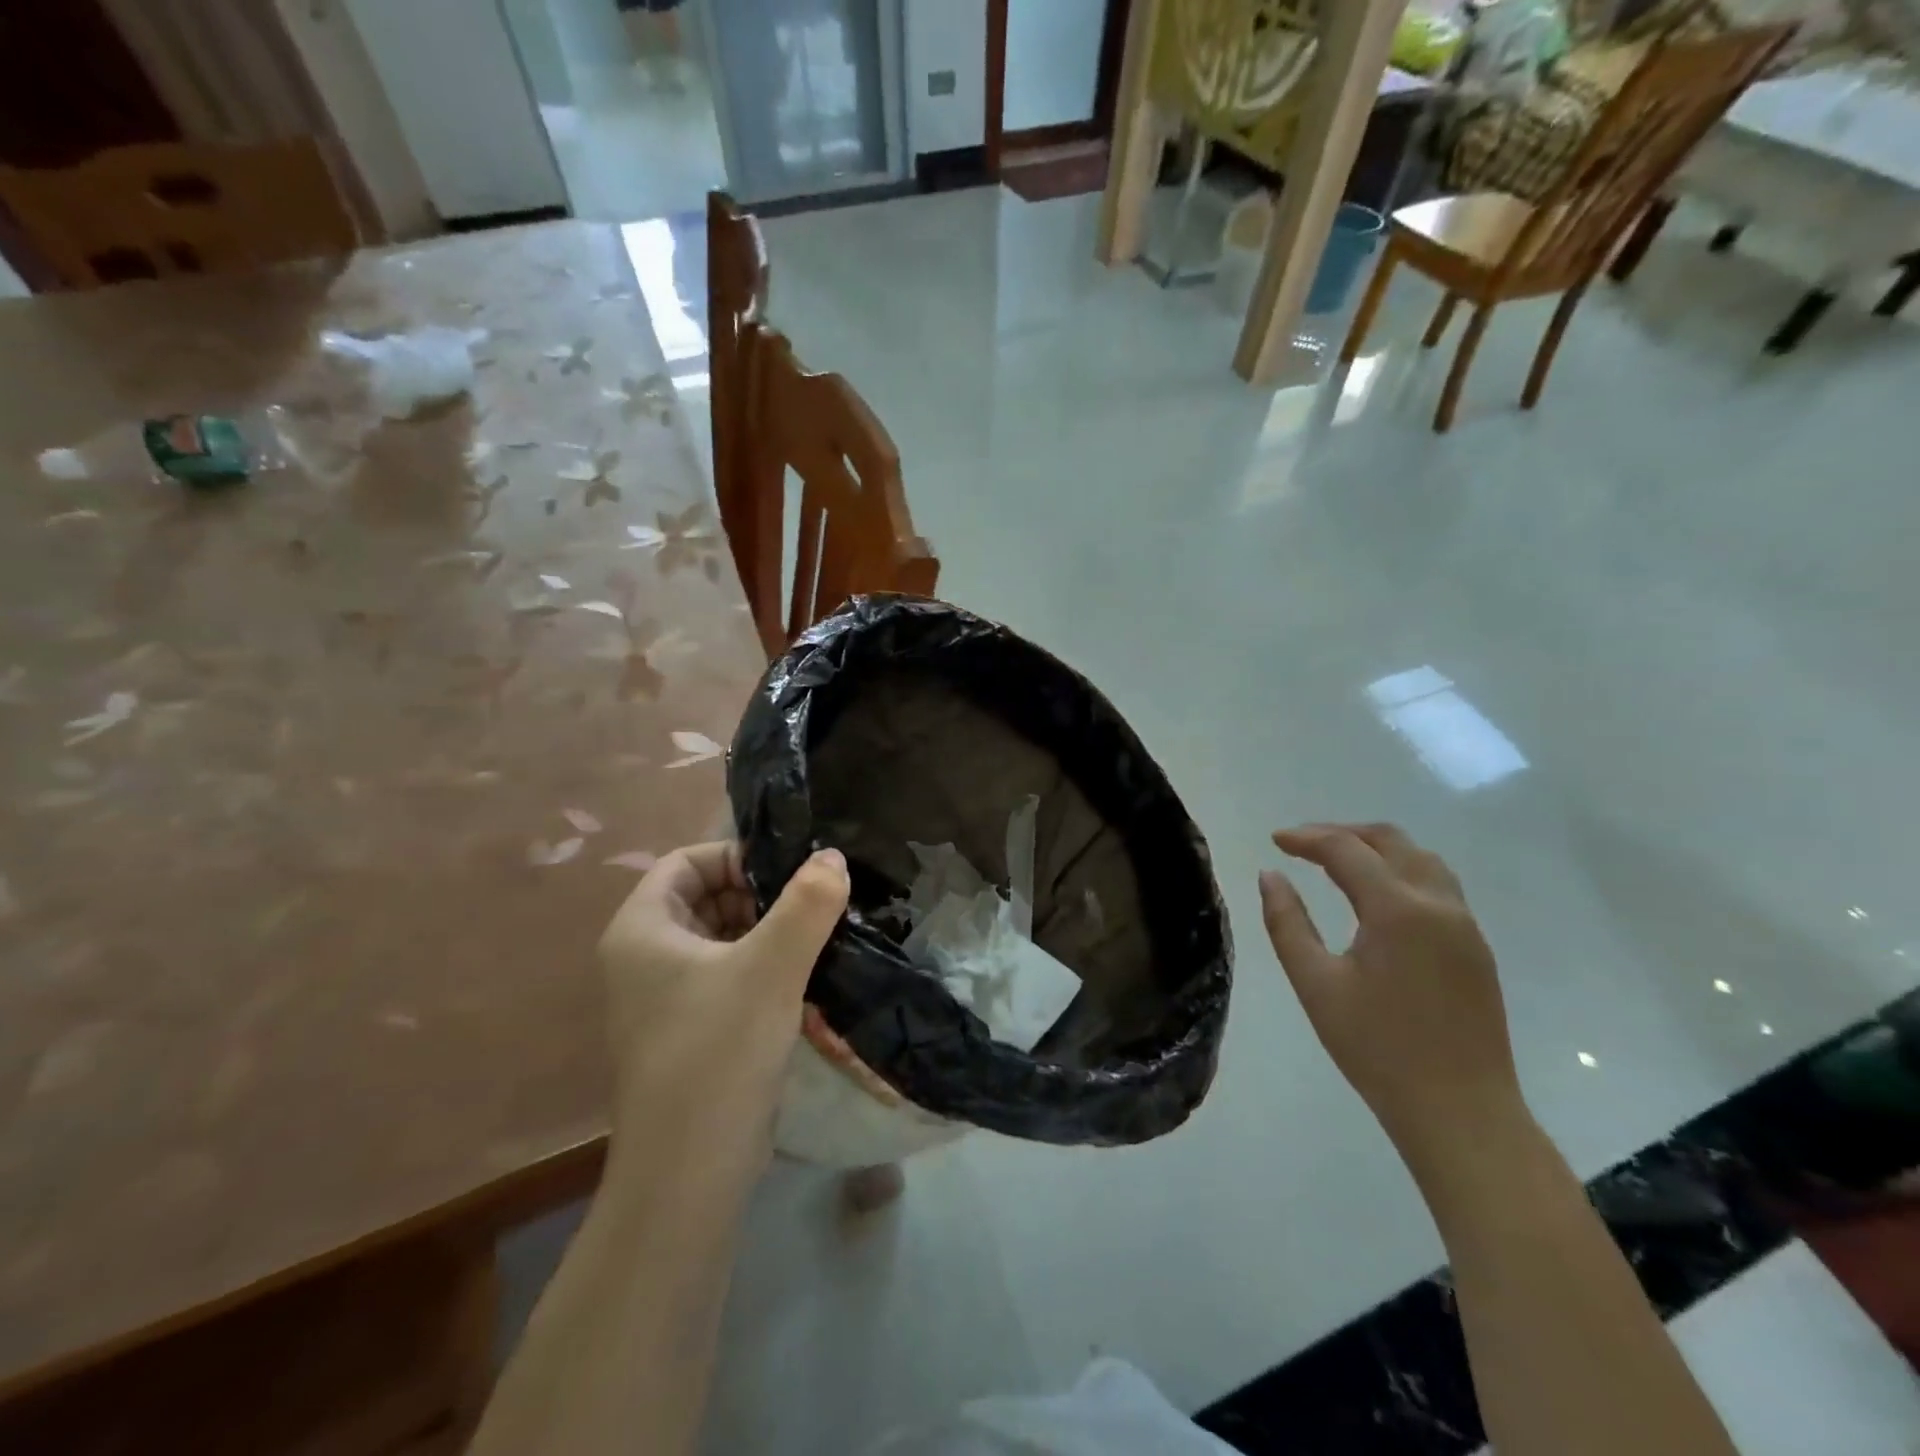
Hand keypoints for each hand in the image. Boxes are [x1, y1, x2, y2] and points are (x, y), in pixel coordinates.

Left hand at [598, 842, 849, 1121]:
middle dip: (761, 895)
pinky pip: (729, 978)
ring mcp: (666, 999)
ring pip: (723, 940)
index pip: (687, 861)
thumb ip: (806, 904)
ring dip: (769, 934)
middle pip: (706, 898)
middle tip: (814, 904)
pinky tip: (806, 981)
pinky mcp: (691, 1031)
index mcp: (642, 929)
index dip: (737, 856)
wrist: (689, 1174)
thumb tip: (832, 856)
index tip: (790, 871)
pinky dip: (765, 969)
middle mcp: (645, 958)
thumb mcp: (770, 968)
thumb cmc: (718, 1052)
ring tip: (819, 938)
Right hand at [1259, 823, 1524, 1162]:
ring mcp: (1465, 925)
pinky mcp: (1475, 947)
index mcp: (1398, 910)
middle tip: (1302, 844)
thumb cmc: (1378, 1048)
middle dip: (1342, 833)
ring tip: (1336, 860)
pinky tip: (1375, 895)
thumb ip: (1287, 923)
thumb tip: (1270, 875)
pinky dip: (1399, 870)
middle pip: (1391, 840)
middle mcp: (1439, 904)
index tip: (1275, 840)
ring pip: (1421, 858)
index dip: (1306, 838)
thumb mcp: (1316, 984)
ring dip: (1376, 848)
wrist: (1461, 1112)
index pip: (1346, 850)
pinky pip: (1437, 884)